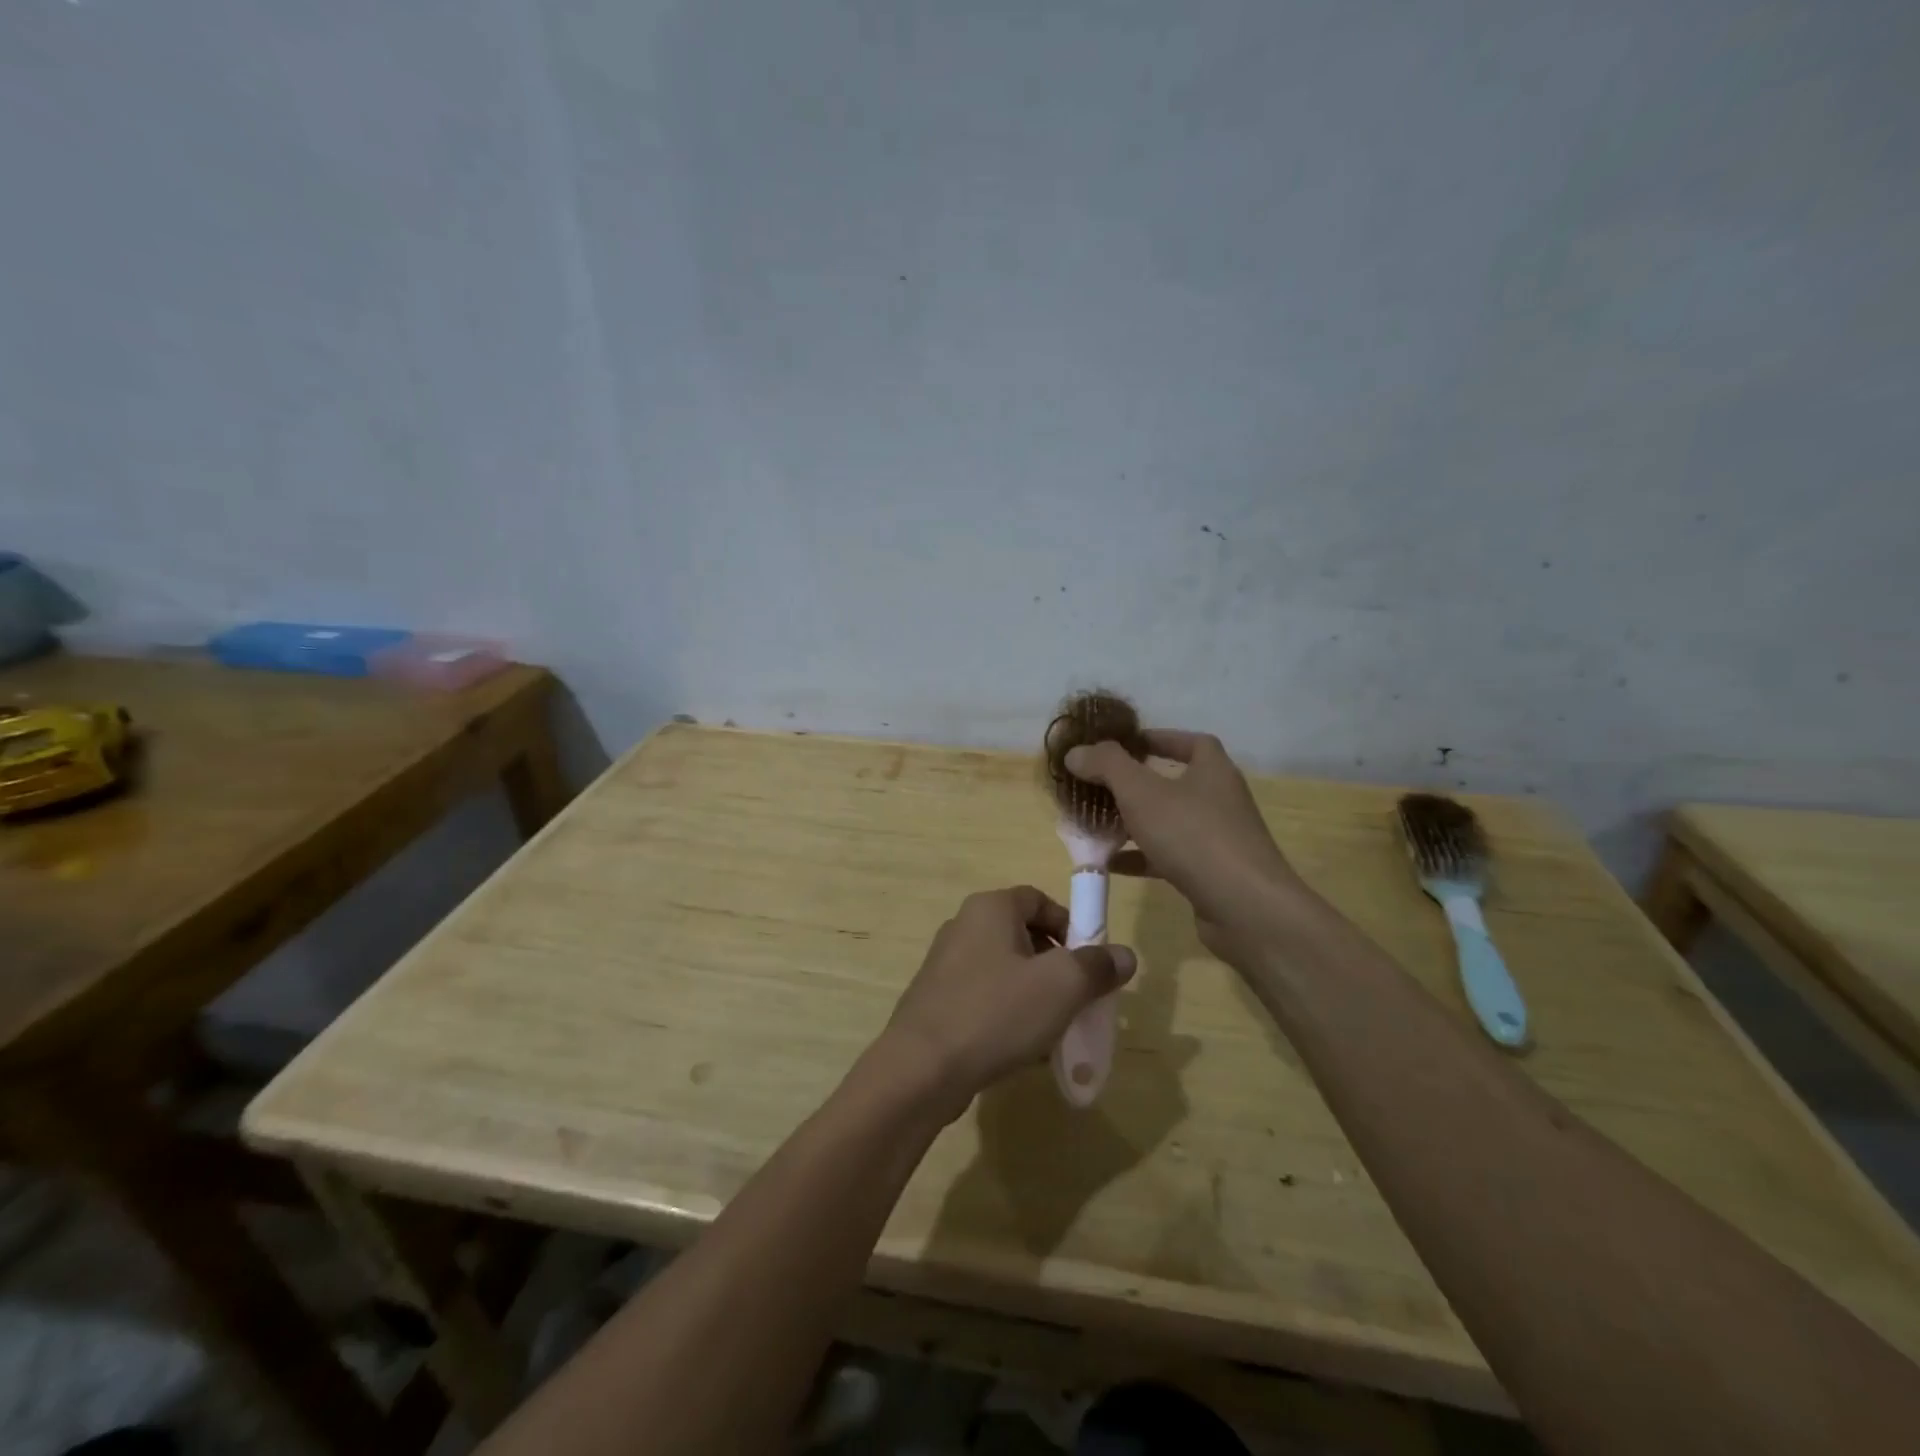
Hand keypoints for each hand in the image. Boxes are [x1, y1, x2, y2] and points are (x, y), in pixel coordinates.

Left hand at [881, 886, 1135, 1114]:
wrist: (921, 1068)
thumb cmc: (996, 1013)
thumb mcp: (1061, 987)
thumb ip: (1097, 966)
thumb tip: (1124, 955)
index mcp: (990, 908)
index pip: (1039, 900)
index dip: (1070, 925)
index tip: (1090, 962)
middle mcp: (963, 926)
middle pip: (1023, 935)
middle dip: (1056, 965)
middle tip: (1077, 998)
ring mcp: (945, 964)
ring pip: (1005, 970)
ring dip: (1034, 993)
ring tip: (1054, 1029)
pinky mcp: (937, 1000)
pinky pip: (984, 997)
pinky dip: (1008, 1013)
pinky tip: (1022, 1048)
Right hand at [1065, 730, 1300, 968]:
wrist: (1245, 908)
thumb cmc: (1193, 836)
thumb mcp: (1142, 792)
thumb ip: (1106, 766)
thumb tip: (1076, 752)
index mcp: (1212, 770)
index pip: (1189, 742)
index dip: (1157, 739)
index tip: (1124, 745)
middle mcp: (1219, 799)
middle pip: (1174, 782)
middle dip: (1135, 784)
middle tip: (1099, 786)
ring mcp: (1217, 838)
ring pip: (1168, 822)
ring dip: (1133, 822)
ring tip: (1096, 824)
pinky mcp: (1210, 873)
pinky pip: (1168, 856)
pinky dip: (1140, 857)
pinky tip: (1110, 864)